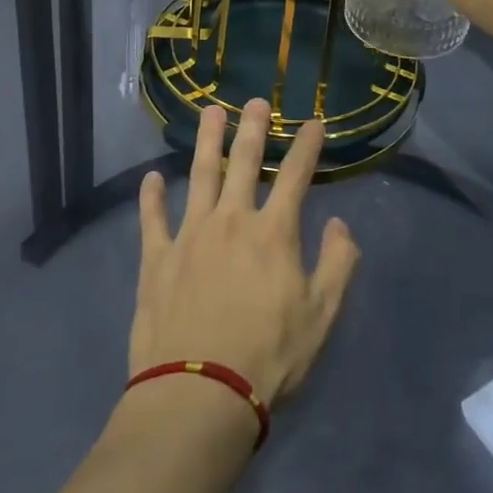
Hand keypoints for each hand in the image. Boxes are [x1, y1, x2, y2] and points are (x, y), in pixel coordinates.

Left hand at [131, 101, 360, 405]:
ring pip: (199, 175)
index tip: (314, 122)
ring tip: (210, 113)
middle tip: (255, 100)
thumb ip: (337, 264)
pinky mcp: (157, 258)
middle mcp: (230, 220)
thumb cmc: (269, 356)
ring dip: (207, 142)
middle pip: (243, 163)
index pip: (295, 176)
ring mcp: (189, 235)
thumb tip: (340, 224)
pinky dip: (151, 196)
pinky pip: (152, 218)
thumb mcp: (321, 316)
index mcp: (273, 233)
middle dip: (252, 128)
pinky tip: (151, 178)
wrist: (200, 392)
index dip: (306, 146)